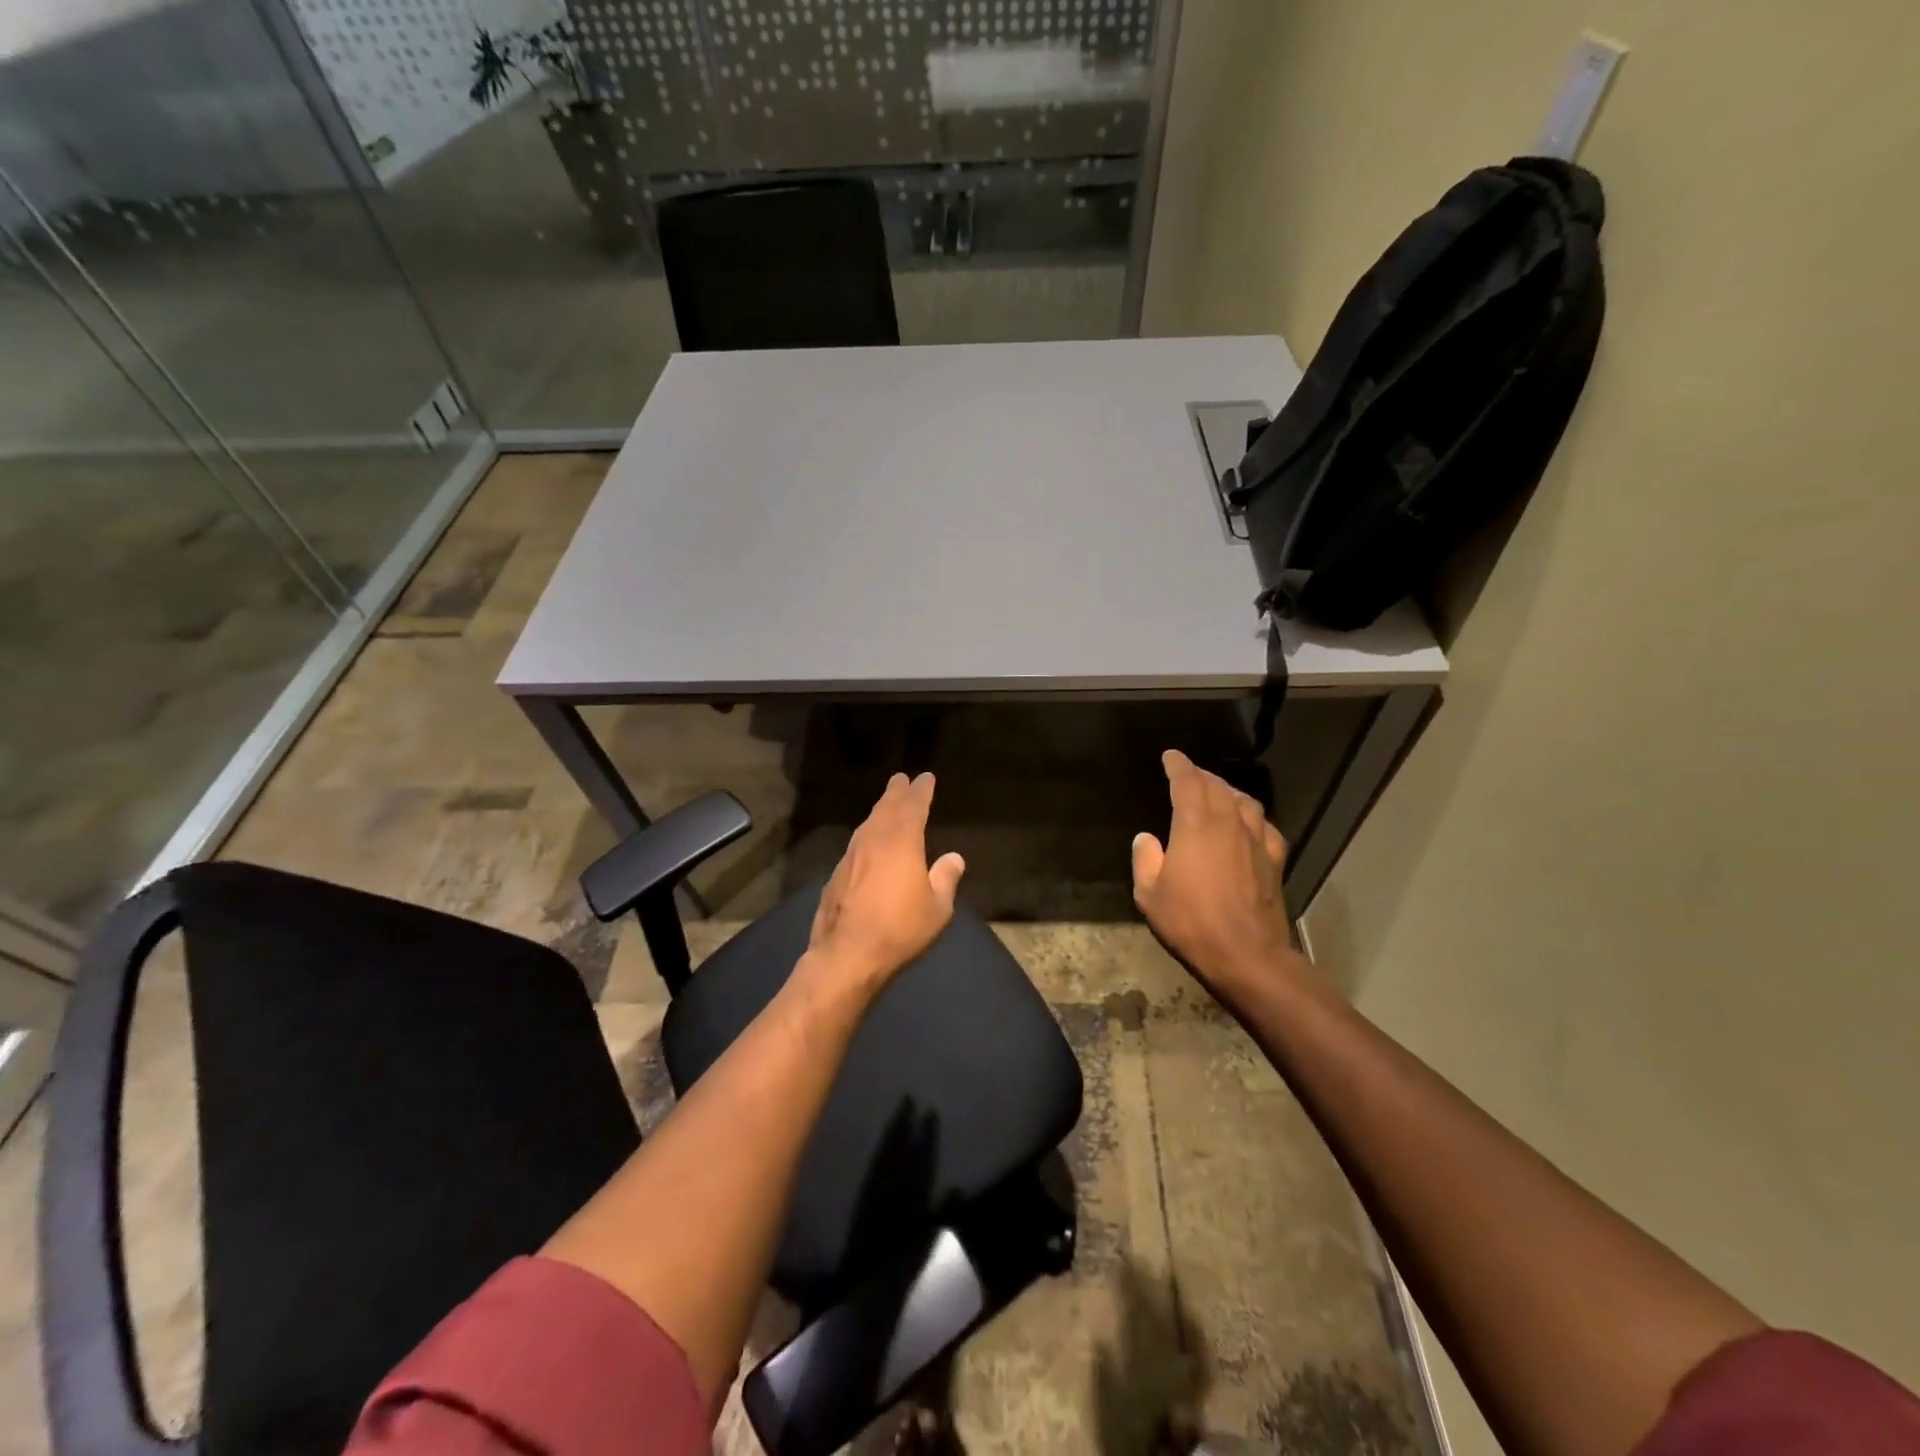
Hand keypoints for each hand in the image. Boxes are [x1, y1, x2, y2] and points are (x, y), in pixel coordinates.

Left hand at [805, 772, 966, 994]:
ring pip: (867, 825)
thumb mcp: (937, 908)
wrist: (847, 955)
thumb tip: (954, 858)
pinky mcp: (836, 875)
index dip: (921, 791)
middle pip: (886, 808)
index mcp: (901, 842)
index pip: (913, 806)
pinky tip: (869, 844)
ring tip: (887, 805)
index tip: (925, 778)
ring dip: (879, 811)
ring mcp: (850, 857)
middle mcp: (873, 841)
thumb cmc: (900, 929)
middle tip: (901, 779)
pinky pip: (856, 845)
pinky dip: (867, 836)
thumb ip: (945, 879)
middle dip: (896, 793)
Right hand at [1132, 750, 1297, 1001]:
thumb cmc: (1191, 922)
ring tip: (1218, 792)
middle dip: (1202, 775)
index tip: (1171, 757)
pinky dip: (1253, 817)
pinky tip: (1249, 825)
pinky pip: (1266, 827)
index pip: (1188, 782)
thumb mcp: (1149, 895)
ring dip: (1229, 791)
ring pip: (1245, 802)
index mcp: (1195, 826)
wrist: (1247, 955)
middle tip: (1189, 774)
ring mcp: (1257, 841)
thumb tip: (1147, 838)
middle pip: (1218, 787)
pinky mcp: (1275, 861)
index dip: (1178, 765)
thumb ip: (1146, 860)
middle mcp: (1229, 824)